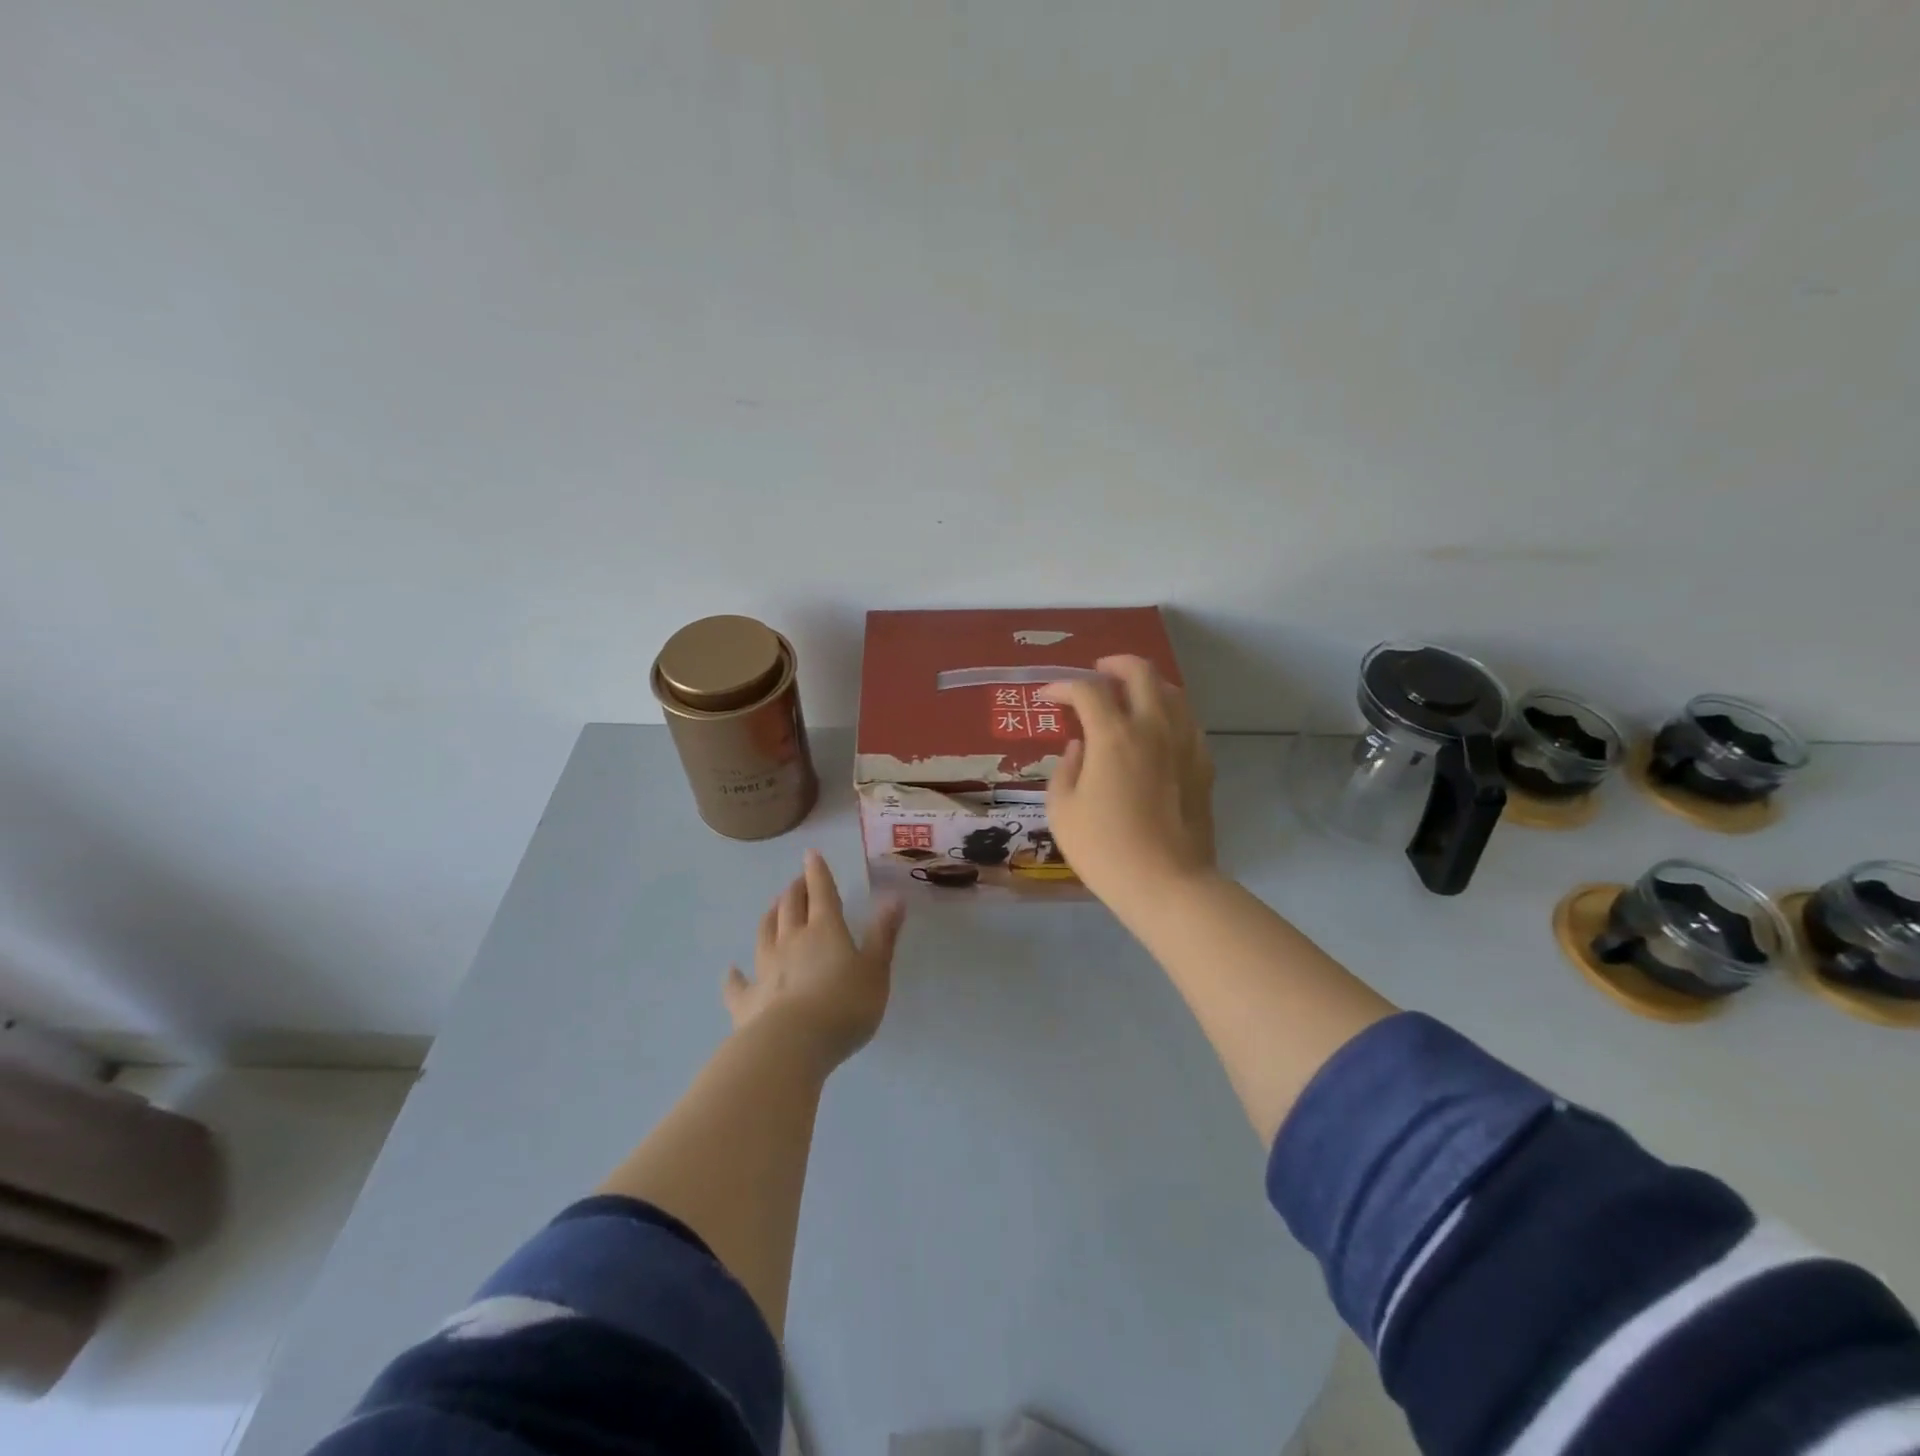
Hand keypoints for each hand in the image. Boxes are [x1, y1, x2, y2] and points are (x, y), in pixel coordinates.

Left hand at [724, 851, 905, 1071]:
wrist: (792, 1045)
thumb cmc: (844, 1006)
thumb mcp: (876, 970)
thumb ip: (883, 935)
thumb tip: (895, 898)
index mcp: (825, 930)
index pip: (822, 892)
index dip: (817, 872)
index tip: (811, 854)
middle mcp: (791, 940)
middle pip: (790, 906)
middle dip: (795, 890)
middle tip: (797, 882)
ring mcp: (765, 969)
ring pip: (764, 933)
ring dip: (770, 916)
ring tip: (773, 907)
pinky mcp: (746, 1000)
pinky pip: (737, 983)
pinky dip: (734, 975)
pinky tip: (731, 971)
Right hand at [1043, 655, 1216, 905]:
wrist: (1166, 883)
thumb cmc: (1104, 848)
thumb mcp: (1062, 810)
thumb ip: (1066, 768)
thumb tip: (1080, 748)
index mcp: (1114, 735)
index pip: (1087, 690)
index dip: (1063, 687)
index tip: (1048, 697)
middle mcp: (1153, 727)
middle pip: (1141, 672)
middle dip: (1115, 665)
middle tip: (1098, 674)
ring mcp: (1184, 744)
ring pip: (1172, 692)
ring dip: (1146, 686)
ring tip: (1128, 698)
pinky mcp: (1203, 765)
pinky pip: (1187, 723)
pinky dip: (1168, 715)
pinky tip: (1157, 733)